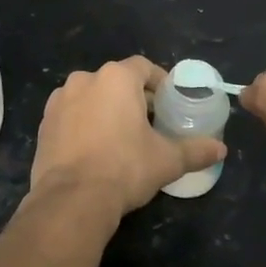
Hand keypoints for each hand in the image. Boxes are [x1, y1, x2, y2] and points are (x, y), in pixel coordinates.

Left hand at [26, 57, 225, 236]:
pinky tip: (94, 150)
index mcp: (116, 78)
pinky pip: (71, 115)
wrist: (72, 199)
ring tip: (121, 138)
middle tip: (150, 124)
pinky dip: (84, 125)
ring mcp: (59, 100)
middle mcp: (84, 79)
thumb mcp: (167, 160)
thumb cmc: (125, 168)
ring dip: (106, 110)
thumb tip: (221, 149)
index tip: (169, 104)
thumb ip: (195, 150)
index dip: (159, 82)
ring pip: (91, 97)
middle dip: (133, 98)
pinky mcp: (44, 123)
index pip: (143, 67)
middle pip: (116, 81)